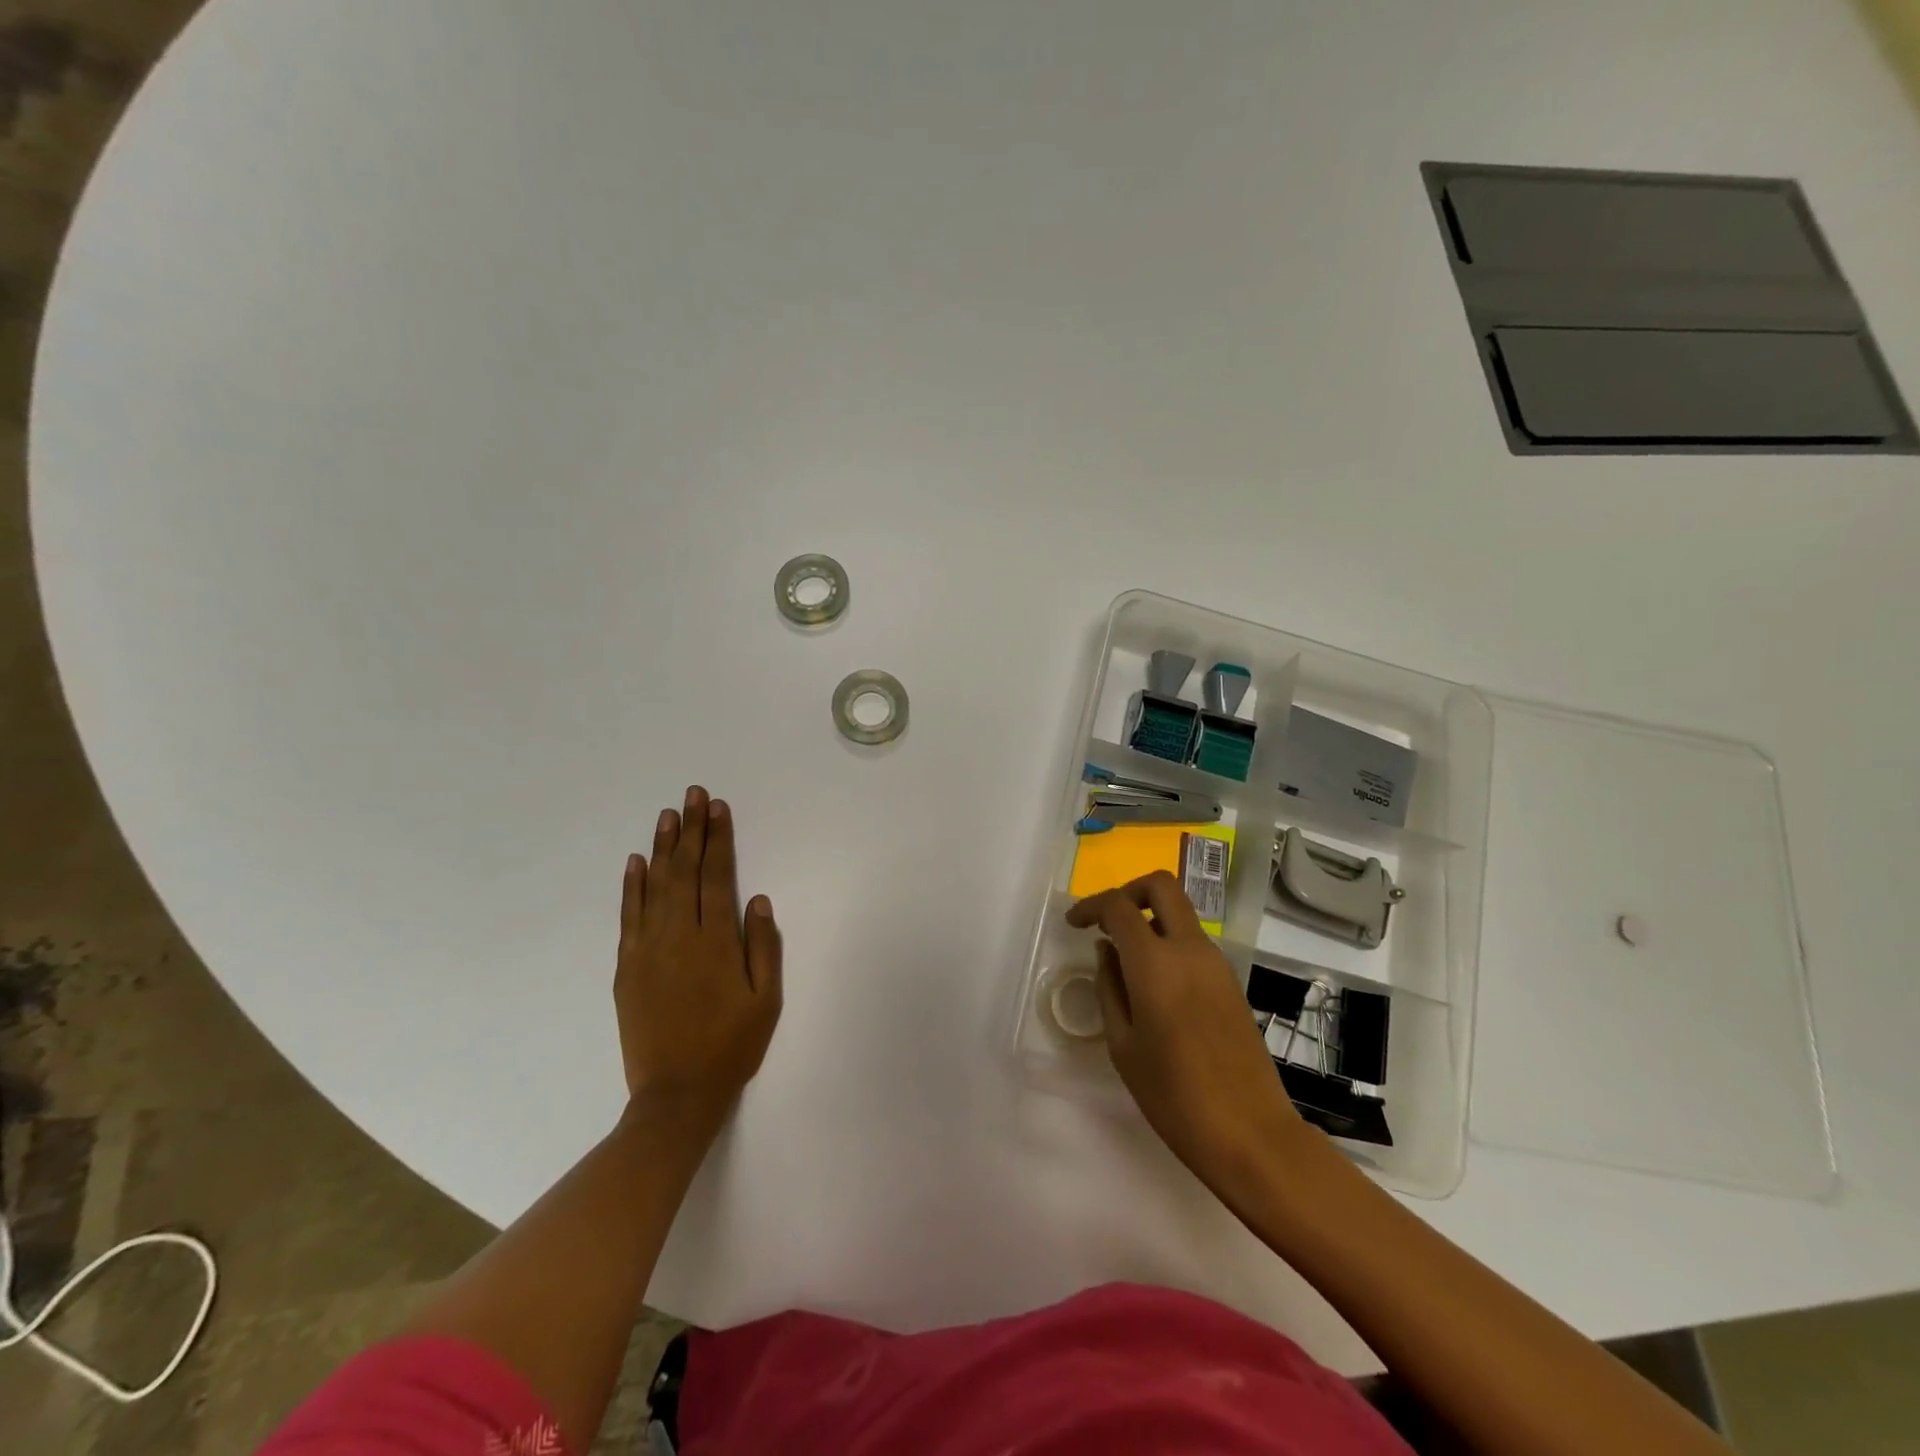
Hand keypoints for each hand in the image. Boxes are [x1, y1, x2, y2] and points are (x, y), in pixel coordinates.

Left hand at [616, 785, 781, 1130]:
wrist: (675, 1096)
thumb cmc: (731, 1047)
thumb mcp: (766, 1002)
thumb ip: (764, 948)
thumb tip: (759, 900)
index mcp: (716, 943)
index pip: (716, 877)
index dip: (718, 840)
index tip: (718, 809)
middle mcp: (678, 937)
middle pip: (684, 872)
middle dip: (691, 830)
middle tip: (693, 794)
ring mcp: (647, 951)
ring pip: (654, 886)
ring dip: (662, 848)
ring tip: (668, 814)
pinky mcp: (627, 968)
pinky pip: (629, 916)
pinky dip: (632, 886)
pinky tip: (635, 862)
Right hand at [1067, 872, 1308, 1198]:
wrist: (1251, 1134)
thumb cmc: (1174, 1096)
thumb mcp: (1123, 1045)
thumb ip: (1110, 988)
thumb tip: (1107, 950)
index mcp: (1156, 963)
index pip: (1119, 906)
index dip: (1091, 906)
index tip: (1074, 924)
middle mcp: (1190, 950)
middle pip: (1161, 886)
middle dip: (1128, 891)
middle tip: (1107, 922)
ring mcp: (1216, 964)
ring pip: (1180, 913)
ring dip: (1150, 919)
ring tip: (1125, 961)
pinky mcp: (1231, 982)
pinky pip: (1193, 942)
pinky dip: (1168, 943)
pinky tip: (1153, 984)